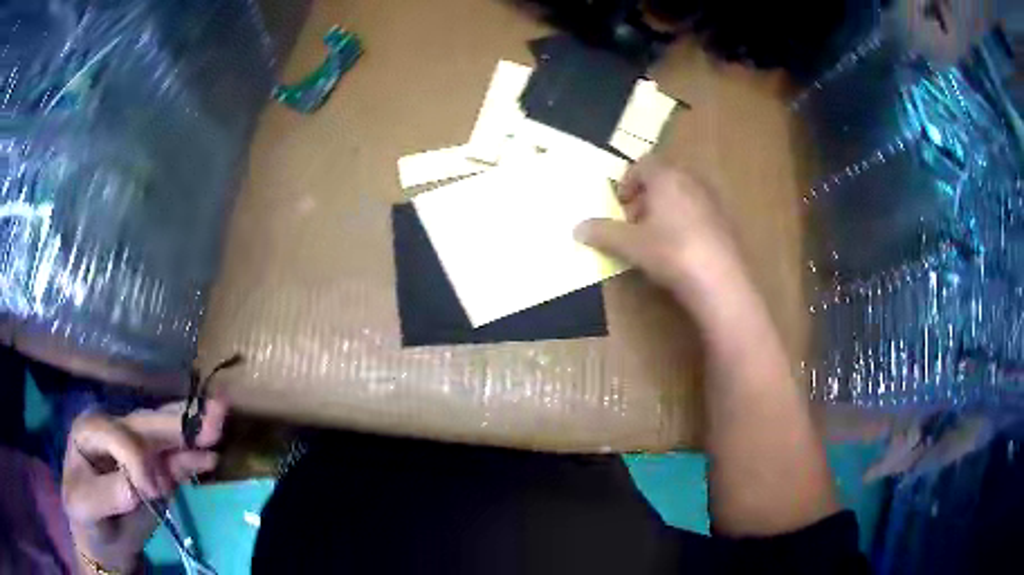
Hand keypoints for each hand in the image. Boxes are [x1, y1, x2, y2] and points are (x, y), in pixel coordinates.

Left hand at [63, 399, 226, 572]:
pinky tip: (211, 455)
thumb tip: (137, 486)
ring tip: (220, 418)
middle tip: (214, 414)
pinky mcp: (156, 473)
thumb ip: (107, 493)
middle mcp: (114, 434)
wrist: (103, 543)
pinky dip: (193, 458)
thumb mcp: (86, 506)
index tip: (151, 491)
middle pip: (145, 425)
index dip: (135, 458)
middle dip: (177, 421)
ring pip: (164, 437)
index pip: (116, 433)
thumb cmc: (87, 519)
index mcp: (90, 432)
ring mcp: (137, 453)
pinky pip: (176, 462)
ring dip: (192, 430)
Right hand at [575, 156, 741, 298]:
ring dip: (666, 210)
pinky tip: (682, 250)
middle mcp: (692, 180)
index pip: (643, 163)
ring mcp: (713, 200)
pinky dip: (686, 222)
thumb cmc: (671, 252)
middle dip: (646, 197)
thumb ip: (603, 232)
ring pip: (683, 195)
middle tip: (635, 222)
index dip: (627, 181)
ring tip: (657, 238)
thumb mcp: (630, 244)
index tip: (620, 205)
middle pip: (664, 178)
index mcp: (667, 176)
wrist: (721, 281)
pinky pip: (700, 212)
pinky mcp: (727, 221)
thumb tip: (577, 228)